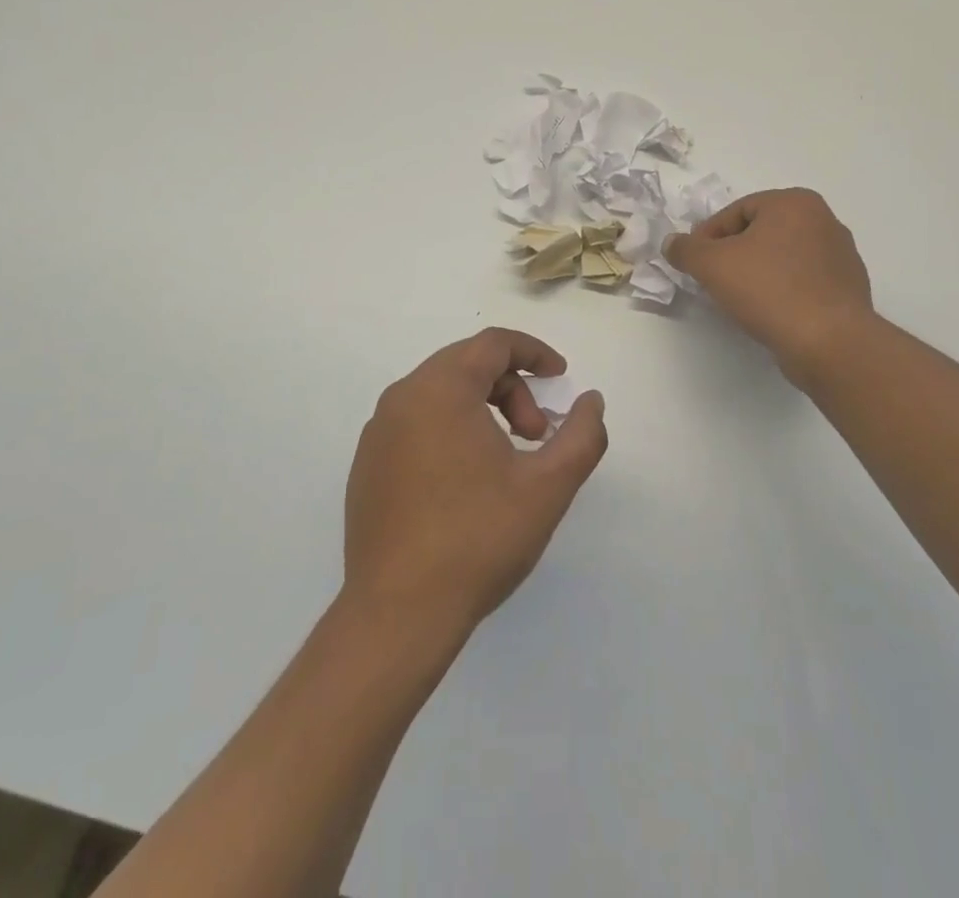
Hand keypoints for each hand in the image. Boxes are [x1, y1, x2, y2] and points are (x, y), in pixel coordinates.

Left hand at [344, 328, 608, 637]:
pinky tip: (466, 483)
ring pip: (441, 395)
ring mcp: (378, 433)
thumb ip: (582, 435)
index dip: (534, 352)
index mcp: (440, 389)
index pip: (493, 344)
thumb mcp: (548, 486)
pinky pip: (417, 424)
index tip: (561, 378)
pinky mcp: (367, 465)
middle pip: (467, 365)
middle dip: (512, 389)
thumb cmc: (478, 538)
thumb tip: (591, 401)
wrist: (398, 614)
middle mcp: (402, 397)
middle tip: (536, 435)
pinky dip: (451, 430)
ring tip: (506, 462)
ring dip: (483, 409)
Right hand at [664, 188, 873, 379]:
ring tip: (738, 298)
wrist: (830, 343)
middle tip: (713, 279)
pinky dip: (782, 290)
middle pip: (761, 231)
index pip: (736, 211)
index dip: (707, 236)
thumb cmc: (769, 290)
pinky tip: (768, 312)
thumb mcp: (712, 265)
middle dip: (733, 253)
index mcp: (794, 203)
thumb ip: (686, 249)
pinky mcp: (848, 288)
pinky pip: (803, 280)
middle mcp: (824, 220)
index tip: (694, 262)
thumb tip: (672, 243)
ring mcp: (841, 255)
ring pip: (782, 257)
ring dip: (757, 272)